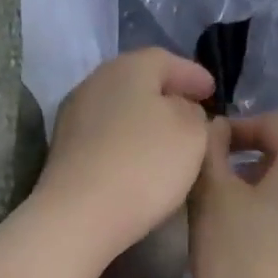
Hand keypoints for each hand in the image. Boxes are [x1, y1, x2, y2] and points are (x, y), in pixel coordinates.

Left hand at [25, 49, 215, 273]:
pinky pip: (104, 141)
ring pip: (119, 113)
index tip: (213, 92)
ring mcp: (73, 120)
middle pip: (138, 84)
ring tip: (165, 144)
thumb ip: (194, 115)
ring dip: (143, 124)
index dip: (193, 75)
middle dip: (165, 98)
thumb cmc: (143, 166)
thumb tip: (183, 111)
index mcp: (128, 67)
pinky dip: (124, 147)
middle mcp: (95, 84)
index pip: (167, 60)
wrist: (78, 216)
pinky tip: (136, 165)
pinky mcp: (64, 155)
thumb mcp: (191, 134)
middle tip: (190, 115)